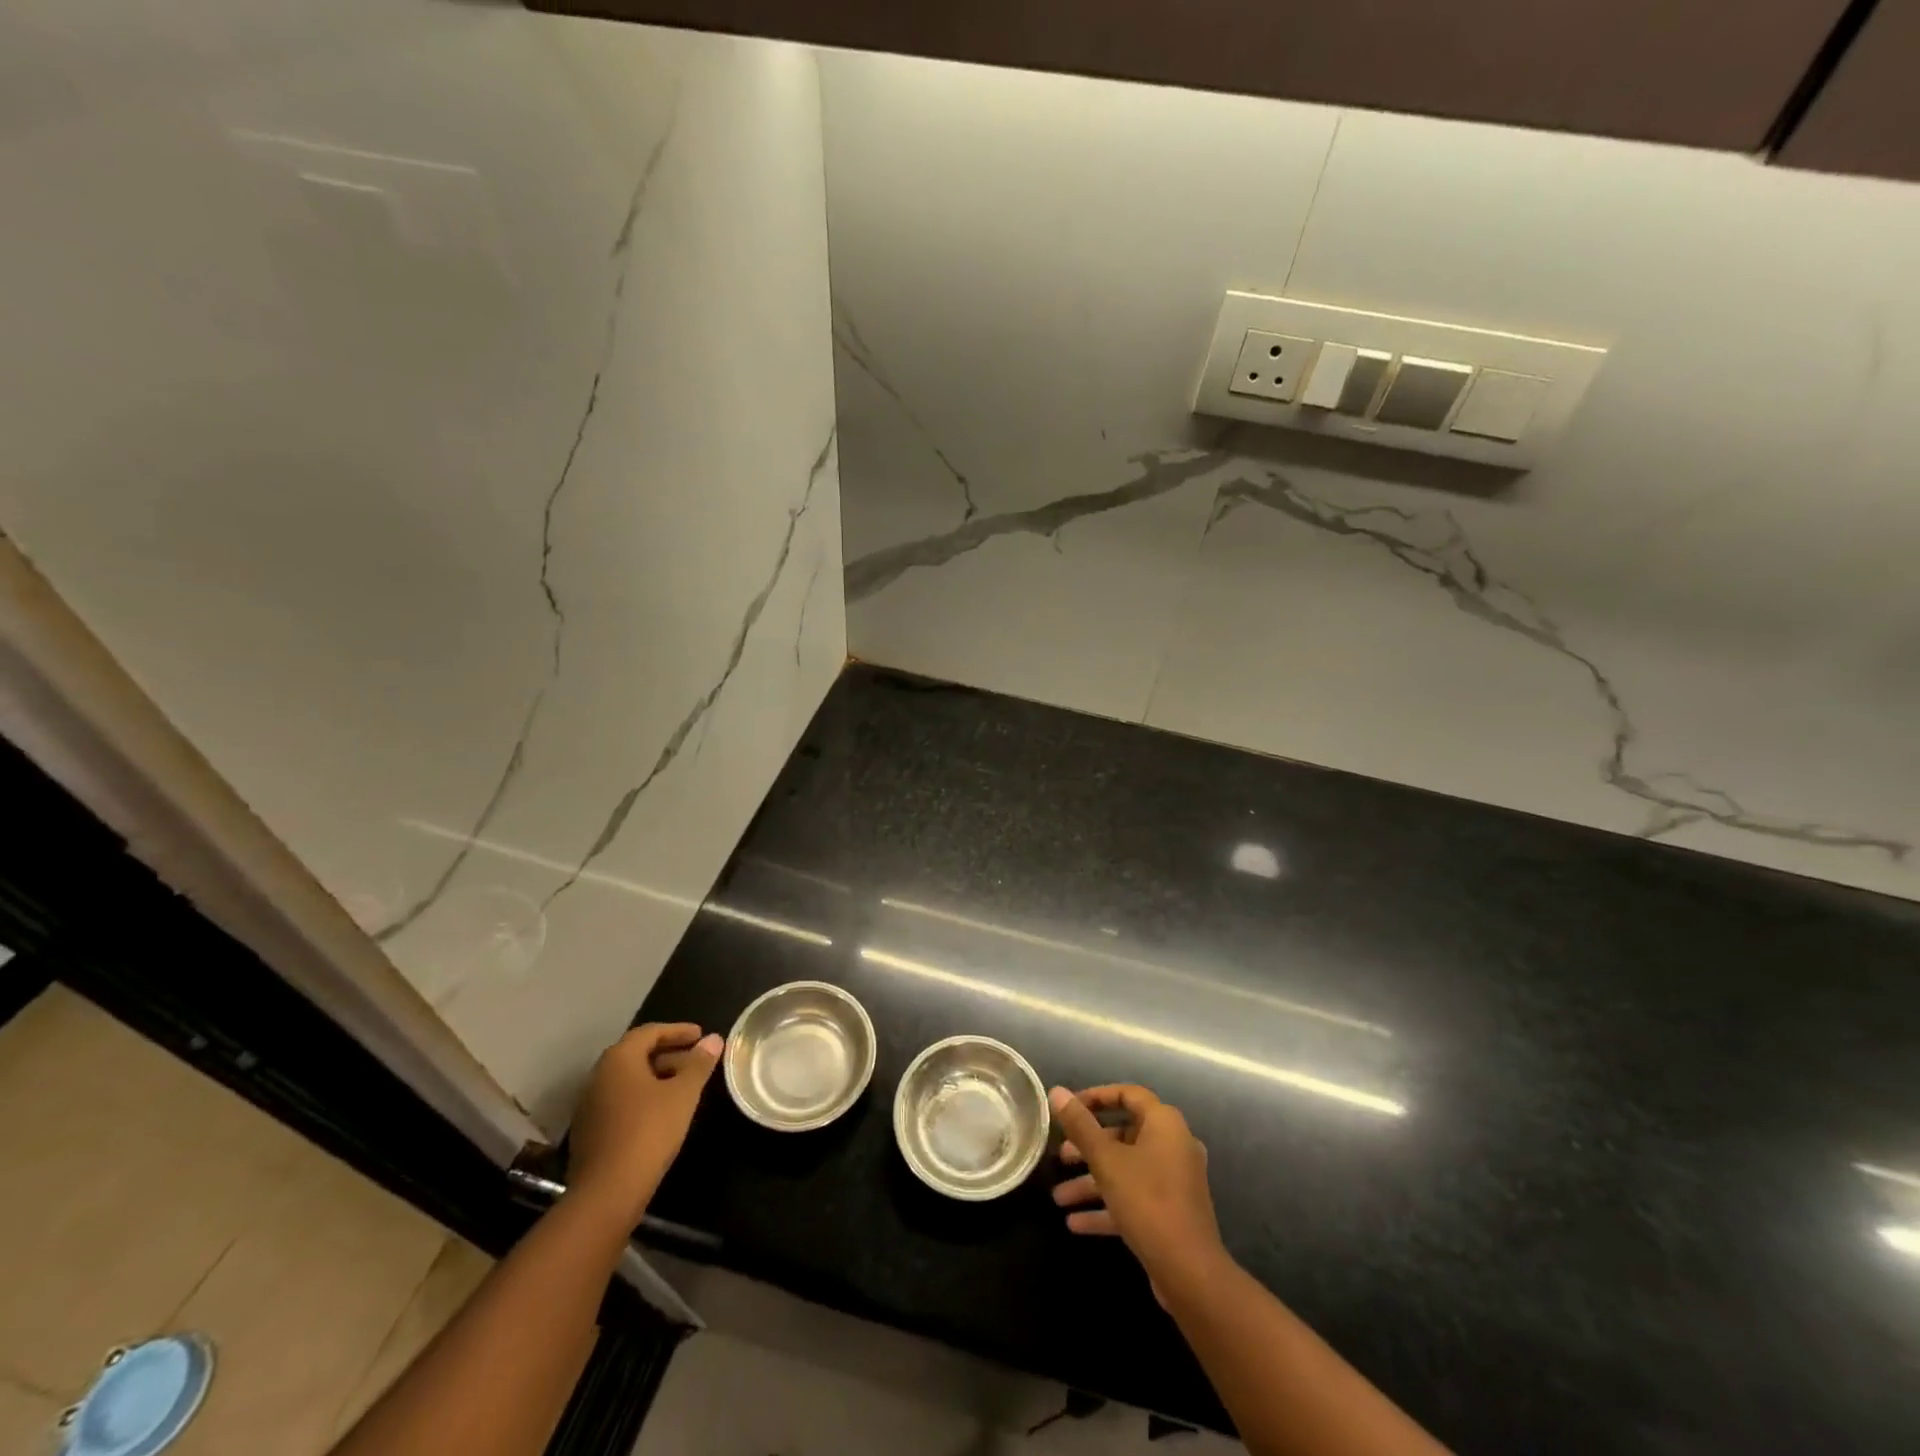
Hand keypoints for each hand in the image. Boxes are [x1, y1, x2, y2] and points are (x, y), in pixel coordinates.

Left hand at [568, 1023, 722, 1224]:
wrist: (607, 1192)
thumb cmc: (649, 1131)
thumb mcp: (683, 1093)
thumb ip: (699, 1063)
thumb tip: (714, 1039)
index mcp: (619, 1059)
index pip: (650, 1032)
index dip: (678, 1031)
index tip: (701, 1035)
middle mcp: (599, 1075)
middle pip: (637, 1054)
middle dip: (669, 1053)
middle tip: (696, 1060)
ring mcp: (590, 1104)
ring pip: (628, 1079)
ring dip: (656, 1076)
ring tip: (683, 1086)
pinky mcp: (589, 1130)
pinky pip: (620, 1100)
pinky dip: (642, 1097)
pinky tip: (661, 1112)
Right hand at [1050, 1085, 1225, 1287]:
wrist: (1190, 1273)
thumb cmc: (1147, 1201)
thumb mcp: (1106, 1161)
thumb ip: (1080, 1125)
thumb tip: (1057, 1091)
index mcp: (1164, 1123)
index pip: (1128, 1095)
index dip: (1096, 1097)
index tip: (1069, 1108)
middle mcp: (1173, 1146)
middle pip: (1123, 1136)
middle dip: (1088, 1147)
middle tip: (1060, 1155)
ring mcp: (1174, 1182)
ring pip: (1125, 1171)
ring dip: (1092, 1182)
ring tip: (1058, 1197)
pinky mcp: (1170, 1213)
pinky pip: (1134, 1199)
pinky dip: (1107, 1207)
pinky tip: (1074, 1223)